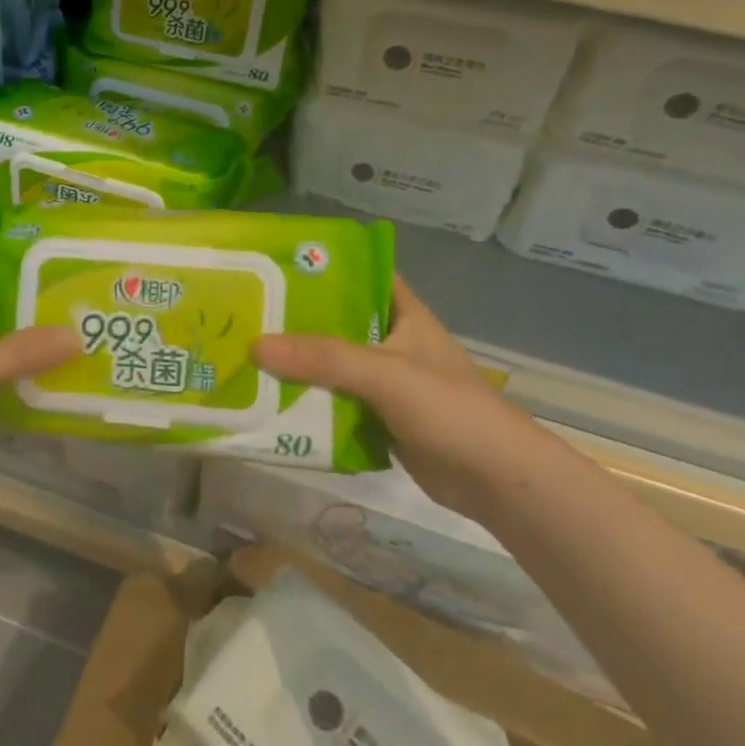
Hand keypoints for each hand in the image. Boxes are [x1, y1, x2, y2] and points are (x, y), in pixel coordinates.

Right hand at [252, 277, 533, 518]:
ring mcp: (388, 383)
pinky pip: (339, 402)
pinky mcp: (382, 419)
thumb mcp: (384, 373)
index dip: (324, 266)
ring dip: (301, 365)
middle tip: (247, 313)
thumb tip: (255, 345)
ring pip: (335, 365)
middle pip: (339, 322)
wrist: (496, 481)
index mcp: (404, 314)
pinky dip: (312, 402)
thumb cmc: (448, 409)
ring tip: (248, 355)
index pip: (362, 274)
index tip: (276, 264)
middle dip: (298, 320)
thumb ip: (324, 358)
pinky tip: (274, 401)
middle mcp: (394, 342)